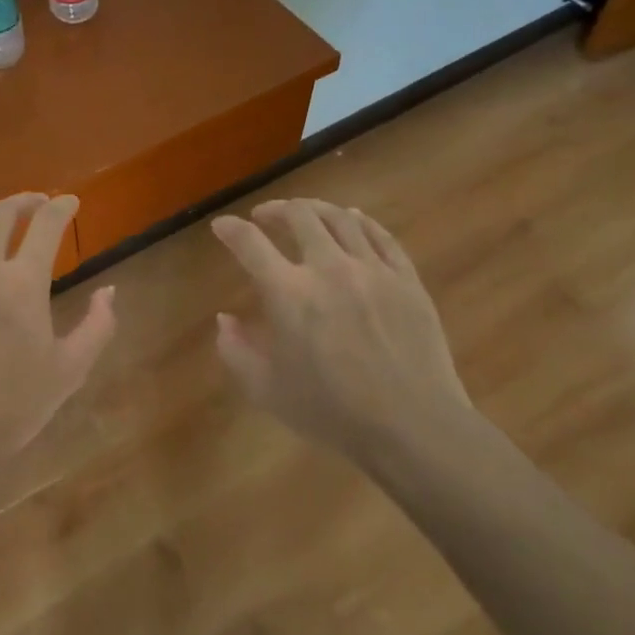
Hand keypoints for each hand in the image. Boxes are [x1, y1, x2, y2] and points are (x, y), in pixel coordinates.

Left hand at [0, 194, 116, 472]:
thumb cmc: (12, 407)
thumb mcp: (70, 370)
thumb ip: (97, 326)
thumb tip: (110, 291)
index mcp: (21, 283)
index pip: (46, 225)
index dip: (62, 207)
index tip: (70, 202)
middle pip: (1, 213)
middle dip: (24, 201)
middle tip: (36, 203)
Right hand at [210, 198, 471, 463]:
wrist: (413, 426)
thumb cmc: (332, 412)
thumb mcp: (266, 390)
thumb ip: (236, 350)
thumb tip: (224, 319)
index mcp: (289, 293)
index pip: (250, 244)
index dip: (230, 229)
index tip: (222, 225)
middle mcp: (328, 268)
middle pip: (299, 216)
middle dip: (275, 209)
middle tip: (265, 216)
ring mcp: (372, 269)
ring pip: (341, 218)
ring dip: (316, 208)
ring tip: (305, 212)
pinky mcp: (406, 279)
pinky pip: (382, 236)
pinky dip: (362, 221)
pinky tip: (354, 219)